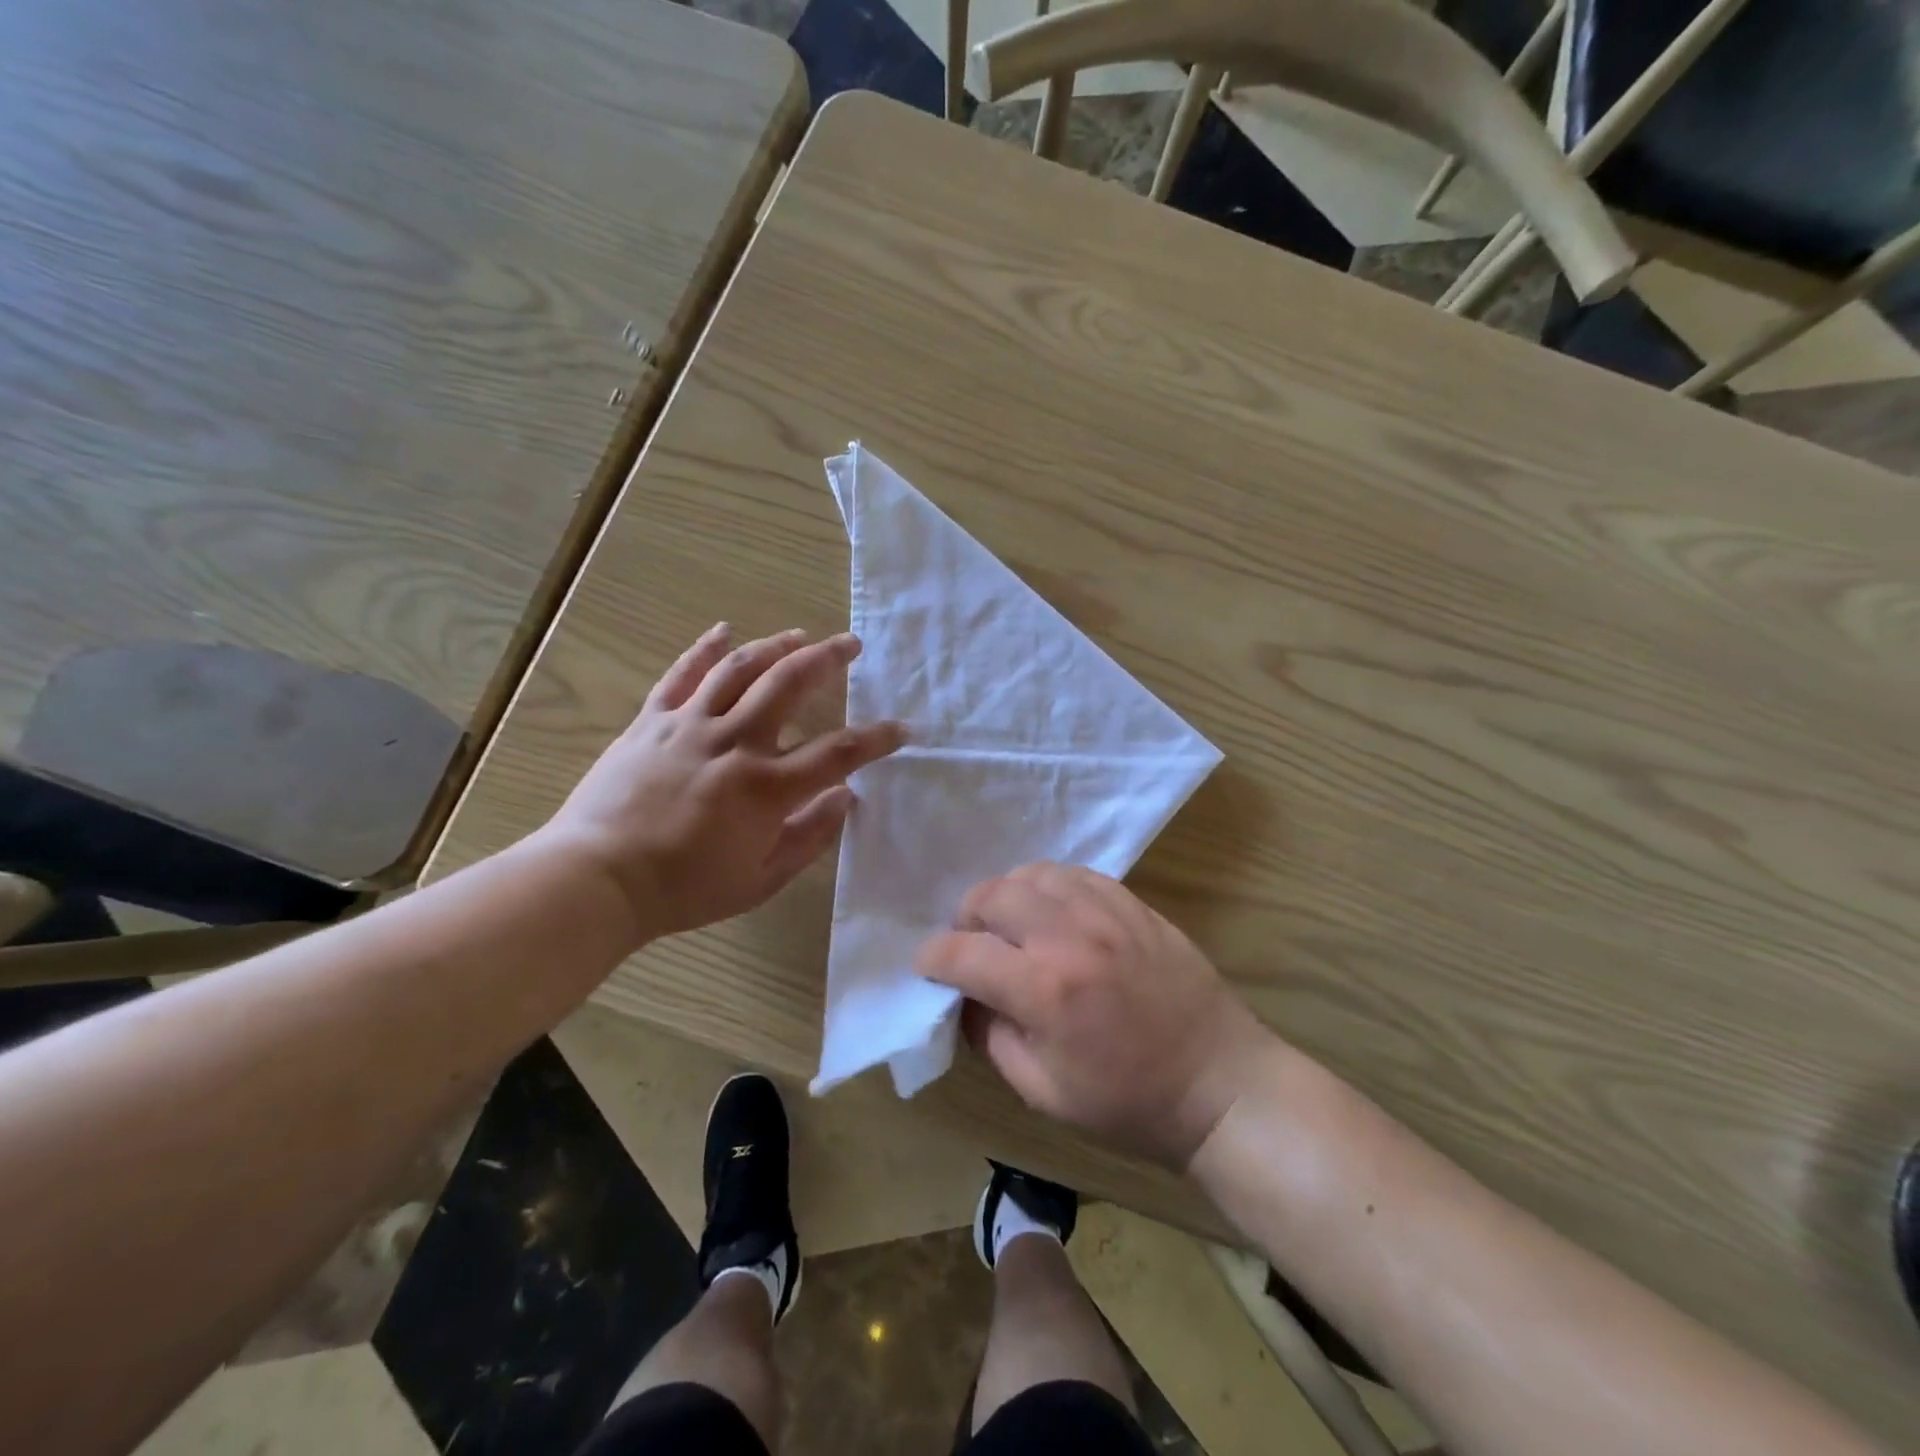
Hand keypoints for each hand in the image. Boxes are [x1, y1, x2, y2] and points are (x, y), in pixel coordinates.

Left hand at [538, 623, 904, 943]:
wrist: (597, 879)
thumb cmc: (684, 889)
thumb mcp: (761, 879)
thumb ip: (809, 837)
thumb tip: (847, 798)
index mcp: (767, 788)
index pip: (839, 753)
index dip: (877, 738)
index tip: (902, 728)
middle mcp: (735, 743)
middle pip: (790, 685)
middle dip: (826, 659)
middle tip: (850, 644)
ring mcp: (690, 726)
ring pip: (740, 669)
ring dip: (775, 646)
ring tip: (799, 635)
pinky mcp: (651, 722)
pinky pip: (681, 675)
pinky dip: (704, 649)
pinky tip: (724, 631)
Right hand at [918, 864, 1275, 1166]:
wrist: (1219, 1083)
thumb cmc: (1128, 1102)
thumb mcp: (1042, 1092)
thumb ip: (991, 1038)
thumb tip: (965, 997)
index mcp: (1043, 990)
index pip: (963, 953)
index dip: (932, 958)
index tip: (926, 966)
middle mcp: (1069, 936)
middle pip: (991, 896)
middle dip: (966, 919)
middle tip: (971, 946)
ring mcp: (1105, 912)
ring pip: (1031, 874)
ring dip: (1007, 896)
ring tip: (1011, 926)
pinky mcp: (1133, 904)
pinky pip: (1074, 874)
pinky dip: (1049, 887)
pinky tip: (1053, 914)